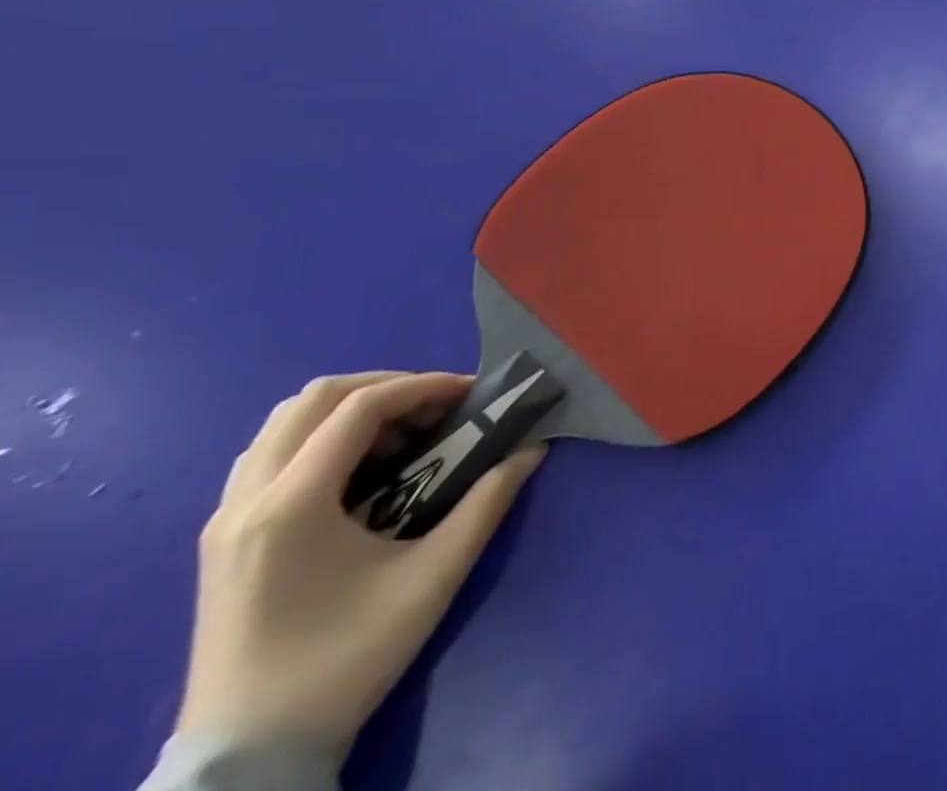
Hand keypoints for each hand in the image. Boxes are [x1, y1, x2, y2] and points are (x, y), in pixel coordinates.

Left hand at [177, 372, 545, 760]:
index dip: (423, 386)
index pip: (359, 408)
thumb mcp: (433, 578)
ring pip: (284, 423)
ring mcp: (225, 520)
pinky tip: (360, 470)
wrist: (249, 758)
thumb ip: (487, 503)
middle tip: (436, 408)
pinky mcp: (221, 540)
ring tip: (402, 435)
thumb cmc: (345, 661)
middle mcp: (247, 500)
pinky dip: (321, 438)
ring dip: (350, 410)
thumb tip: (531, 449)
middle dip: (386, 387)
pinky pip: (269, 455)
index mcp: (292, 505)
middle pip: (314, 399)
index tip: (471, 394)